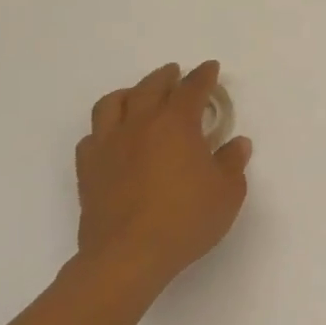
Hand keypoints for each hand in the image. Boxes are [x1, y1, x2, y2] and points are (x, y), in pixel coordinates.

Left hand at [75, 60, 251, 291]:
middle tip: (176, 74)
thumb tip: (237, 143)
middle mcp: (140, 124)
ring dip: (129, 93)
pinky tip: (112, 136)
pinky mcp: (88, 168)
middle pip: (150, 87)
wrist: (128, 256)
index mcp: (176, 124)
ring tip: (137, 95)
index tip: (210, 68)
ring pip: (112, 103)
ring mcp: (109, 144)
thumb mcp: (227, 193)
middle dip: (166, 77)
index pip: (192, 89)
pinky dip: (105, 128)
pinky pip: (92, 136)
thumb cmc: (185, 220)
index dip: (204, 76)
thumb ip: (232, 163)